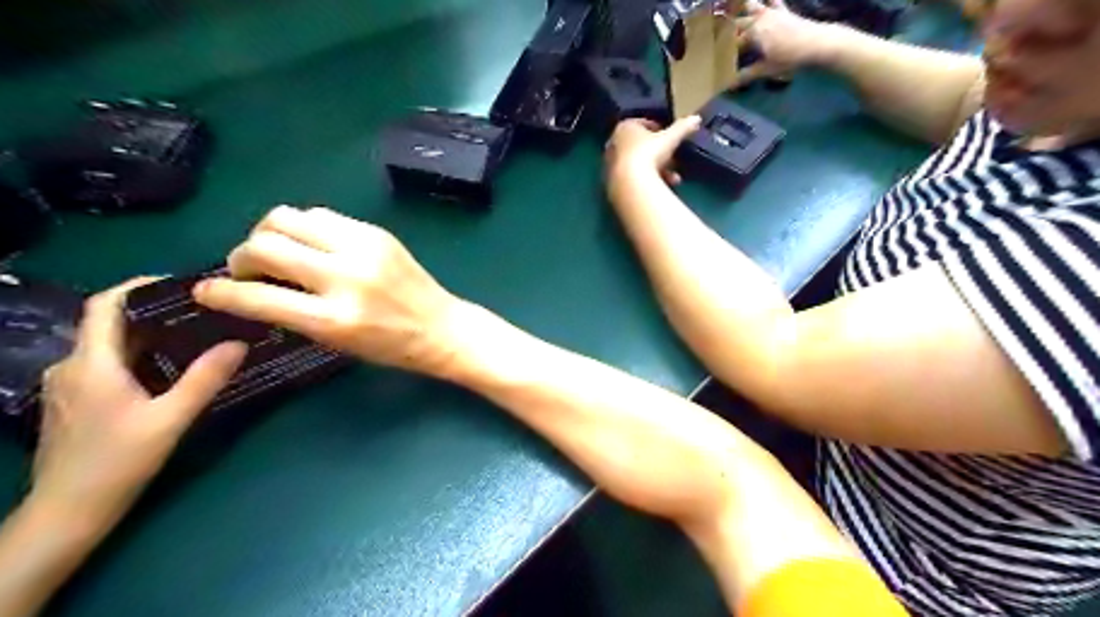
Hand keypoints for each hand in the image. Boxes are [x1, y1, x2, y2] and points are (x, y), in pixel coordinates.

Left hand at [34, 280, 244, 530]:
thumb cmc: (117, 463)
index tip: (180, 283)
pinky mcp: (73, 402)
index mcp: (91, 363)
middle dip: (155, 312)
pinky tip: (169, 368)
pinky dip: (138, 355)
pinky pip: (107, 364)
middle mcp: (72, 367)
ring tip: (194, 335)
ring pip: (110, 346)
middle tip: (202, 311)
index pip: (105, 305)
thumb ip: (205, 379)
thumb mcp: (170, 419)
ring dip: (149, 335)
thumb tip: (239, 343)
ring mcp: (68, 386)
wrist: (67, 514)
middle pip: (110, 323)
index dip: (138, 286)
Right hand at [192, 207, 462, 375]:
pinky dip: (303, 227)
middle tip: (248, 269)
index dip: (221, 292)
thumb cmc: (390, 346)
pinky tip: (310, 244)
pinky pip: (321, 214)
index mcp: (333, 319)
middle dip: (241, 255)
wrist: (440, 326)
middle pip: (265, 244)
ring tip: (276, 251)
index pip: (258, 297)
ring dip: (268, 233)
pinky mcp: (376, 232)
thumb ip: (293, 313)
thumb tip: (252, 287)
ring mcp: (362, 248)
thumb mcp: (336, 342)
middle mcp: (345, 277)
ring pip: (287, 217)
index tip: (204, 290)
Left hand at [604, 117, 699, 191]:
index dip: (657, 130)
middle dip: (659, 155)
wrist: (630, 184)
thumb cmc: (649, 154)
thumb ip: (682, 128)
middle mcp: (614, 143)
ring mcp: (611, 164)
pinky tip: (660, 188)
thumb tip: (696, 118)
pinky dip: (646, 181)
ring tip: (673, 180)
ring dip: (657, 170)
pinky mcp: (612, 182)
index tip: (669, 138)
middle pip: (640, 147)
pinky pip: (633, 178)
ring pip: (638, 164)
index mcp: (625, 127)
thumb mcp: (670, 139)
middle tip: (673, 162)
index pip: (642, 124)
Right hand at [729, 0, 842, 85]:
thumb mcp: (766, 70)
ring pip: (754, 5)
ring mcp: (772, 12)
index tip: (719, 57)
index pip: (733, 40)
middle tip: (719, 30)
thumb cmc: (788, 58)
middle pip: (739, 21)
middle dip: (730, 26)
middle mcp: (759, 19)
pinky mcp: (784, 11)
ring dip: (746, 7)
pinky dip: (768, 1)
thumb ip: (746, 75)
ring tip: (735, 8)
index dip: (725, 49)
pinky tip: (765, 2)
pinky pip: (774, 1)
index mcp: (752, 32)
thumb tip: (729, 85)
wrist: (817, 43)